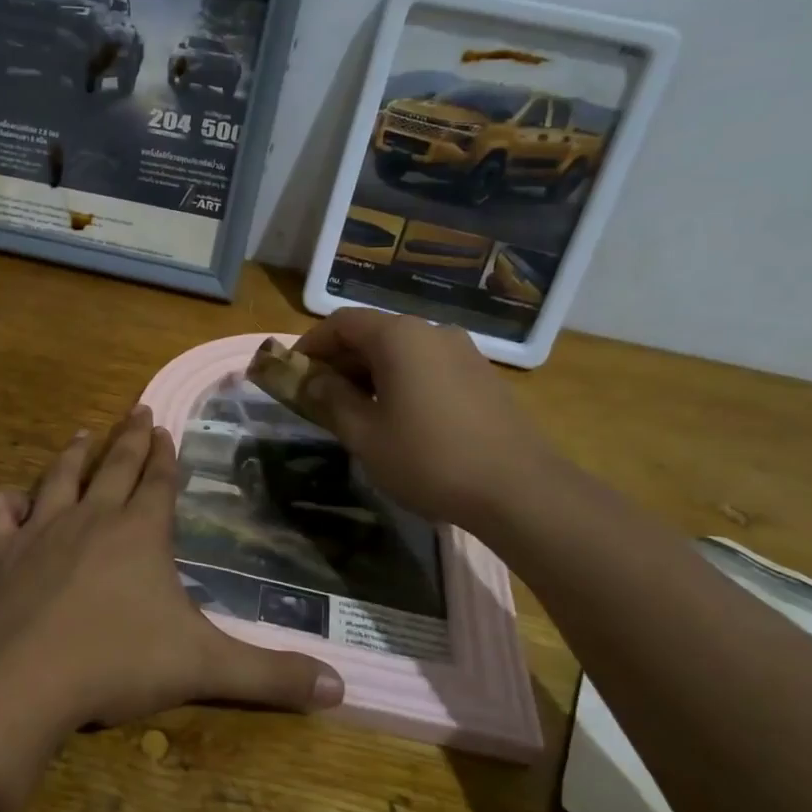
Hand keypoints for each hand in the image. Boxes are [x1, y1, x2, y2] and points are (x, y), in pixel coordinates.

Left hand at [0, 408, 343, 741]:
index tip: (166, 428)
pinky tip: (9, 500)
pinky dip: (3, 502)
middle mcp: (91, 518)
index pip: (159, 482)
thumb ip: (271, 676)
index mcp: (140, 532)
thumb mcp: (205, 669)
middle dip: (130, 437)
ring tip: (85, 433)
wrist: (22, 680)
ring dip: (74, 454)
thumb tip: (341, 689)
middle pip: (115, 467)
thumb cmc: (117, 664)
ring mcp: (40, 531)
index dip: (166, 456)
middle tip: (137, 409)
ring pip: (59, 478)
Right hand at [290, 308, 560, 528]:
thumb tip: (312, 379)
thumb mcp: (365, 434)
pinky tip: (399, 418)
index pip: (341, 323)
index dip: (311, 344)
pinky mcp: (482, 376)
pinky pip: (427, 366)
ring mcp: (462, 352)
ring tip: (356, 412)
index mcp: (399, 337)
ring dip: (370, 373)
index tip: (293, 373)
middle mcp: (431, 332)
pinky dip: (401, 381)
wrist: (519, 489)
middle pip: (372, 333)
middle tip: (319, 397)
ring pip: (401, 351)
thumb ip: (331, 399)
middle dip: (339, 361)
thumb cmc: (428, 458)